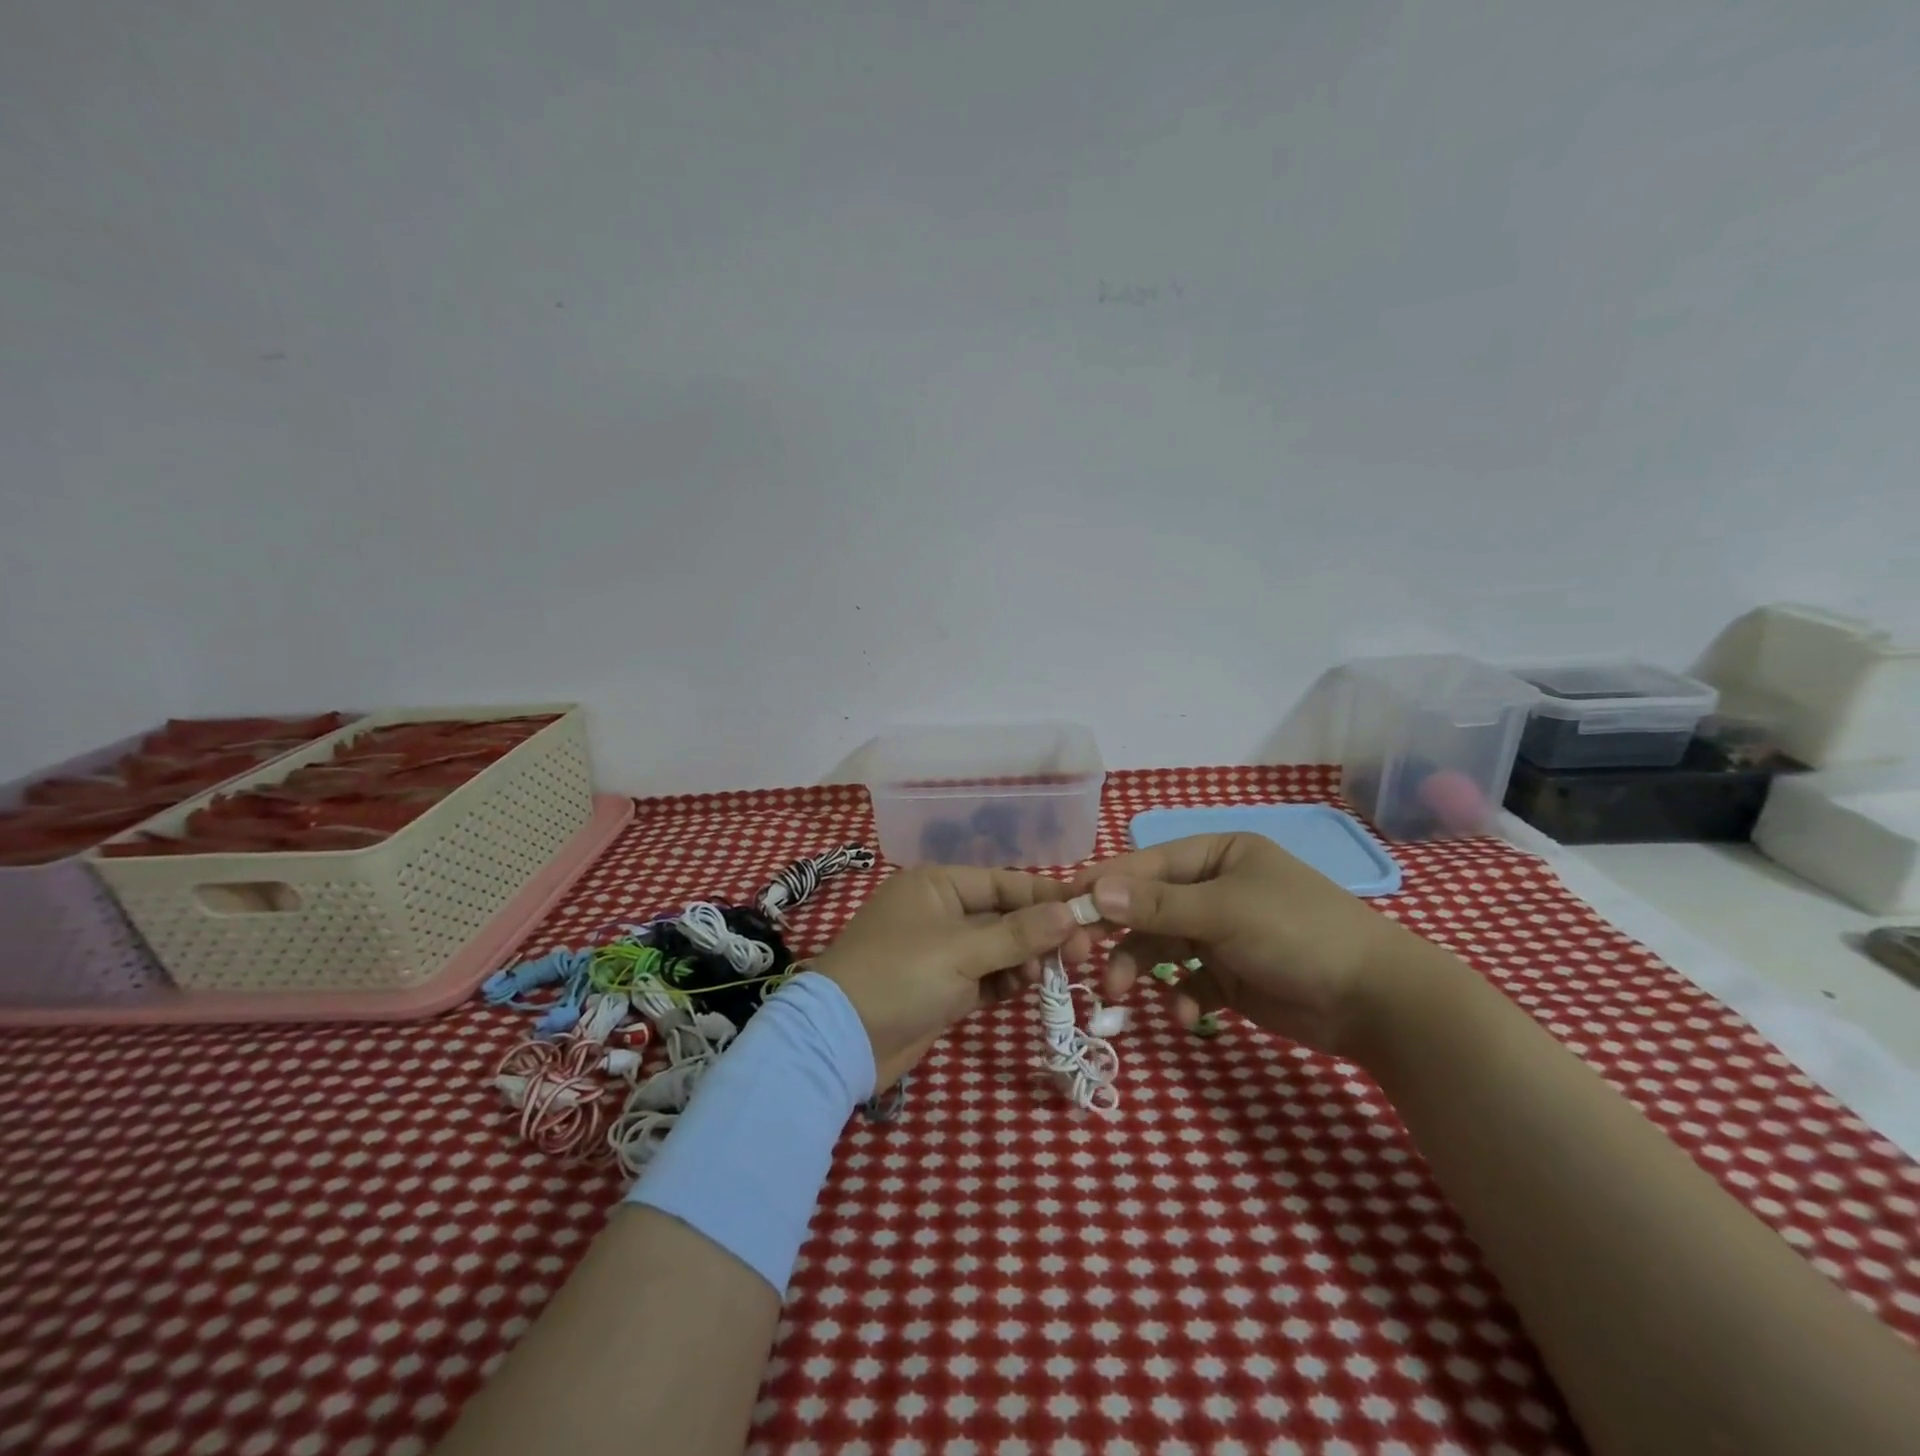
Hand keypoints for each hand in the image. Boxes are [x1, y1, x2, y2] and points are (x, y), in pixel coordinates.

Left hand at [811, 866, 1094, 1088]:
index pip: (1004, 882)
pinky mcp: (942, 988)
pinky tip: (1025, 990)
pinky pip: (985, 976)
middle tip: (1080, 955)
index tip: (1088, 913)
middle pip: (1004, 916)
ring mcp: (941, 952)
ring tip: (1051, 977)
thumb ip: (1018, 934)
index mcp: (938, 885)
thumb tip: (1071, 913)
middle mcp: (941, 911)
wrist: (841, 1041)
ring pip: (998, 948)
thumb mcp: (961, 950)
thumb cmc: (900, 976)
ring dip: (1025, 960)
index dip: (1046, 898)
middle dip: (1040, 934)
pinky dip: (1005, 982)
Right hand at [1072, 832, 1419, 1058]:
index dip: (1103, 886)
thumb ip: (1156, 905)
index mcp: (1216, 855)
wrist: (1376, 1002)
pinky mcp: (1230, 976)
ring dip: (1138, 969)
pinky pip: (1187, 981)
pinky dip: (1179, 996)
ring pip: (1160, 947)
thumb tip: (1094, 892)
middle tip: (1079, 960)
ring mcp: (1221, 934)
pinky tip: (1185, 1014)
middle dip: (1115, 934)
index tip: (1062, 910)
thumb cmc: (1297, 933)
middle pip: (1146, 907)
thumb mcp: (1223, 912)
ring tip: (1119, 996)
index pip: (1145, 865)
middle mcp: (1214, 889)